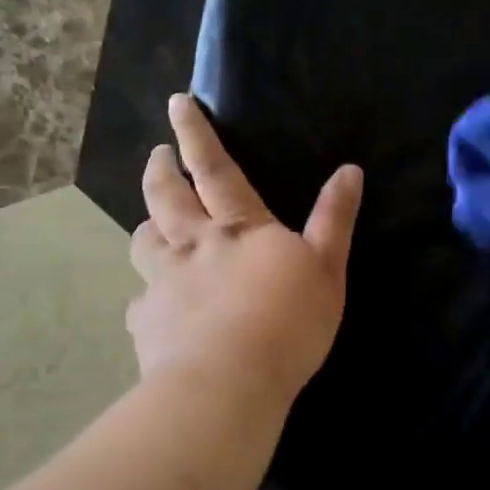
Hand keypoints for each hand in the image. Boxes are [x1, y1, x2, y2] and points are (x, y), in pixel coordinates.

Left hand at [128, 95, 362, 404]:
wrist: (227, 385)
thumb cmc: (287, 322)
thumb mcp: (327, 267)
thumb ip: (334, 218)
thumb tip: (349, 170)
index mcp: (238, 228)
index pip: (213, 169)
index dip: (195, 134)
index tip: (177, 103)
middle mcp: (193, 245)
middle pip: (166, 197)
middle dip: (160, 169)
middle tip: (157, 154)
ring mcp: (163, 283)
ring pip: (144, 241)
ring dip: (148, 225)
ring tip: (152, 224)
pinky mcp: (147, 323)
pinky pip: (140, 301)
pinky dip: (147, 296)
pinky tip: (152, 307)